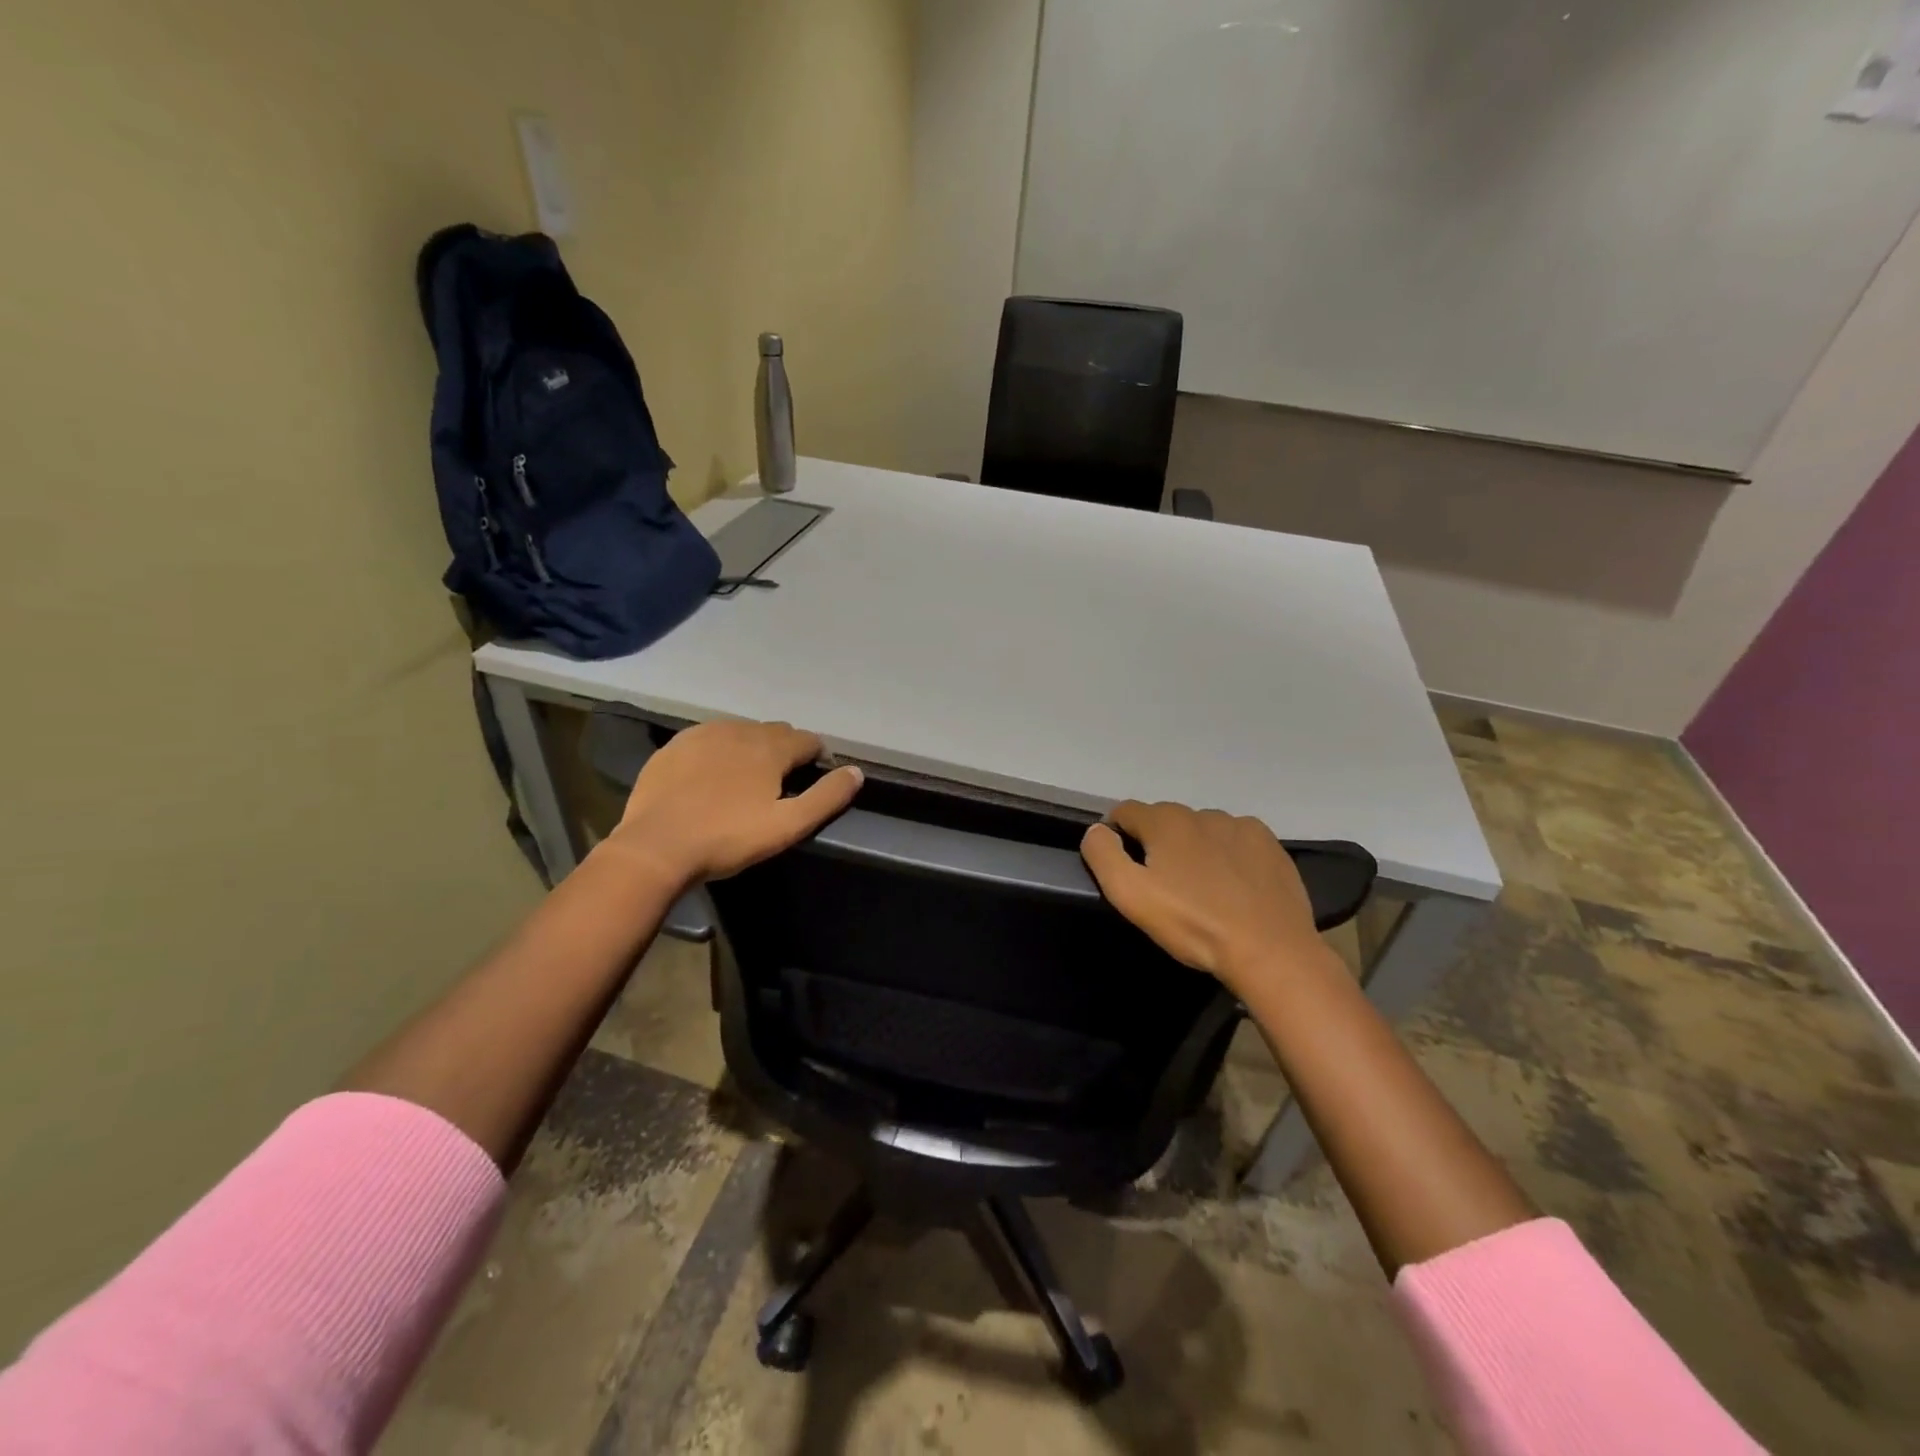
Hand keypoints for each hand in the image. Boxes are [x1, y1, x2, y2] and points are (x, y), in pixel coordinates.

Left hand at [605, 720, 862, 884]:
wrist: (656, 846)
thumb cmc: (728, 838)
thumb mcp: (788, 826)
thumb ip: (827, 797)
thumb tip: (856, 772)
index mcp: (771, 748)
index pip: (808, 740)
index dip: (817, 757)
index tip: (813, 778)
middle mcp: (741, 730)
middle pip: (776, 732)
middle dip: (785, 751)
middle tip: (780, 783)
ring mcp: (704, 734)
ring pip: (742, 732)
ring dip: (752, 748)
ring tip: (747, 779)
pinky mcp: (675, 745)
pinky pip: (709, 738)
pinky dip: (720, 750)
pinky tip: (712, 775)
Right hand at [1080, 801, 1324, 992]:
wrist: (1270, 951)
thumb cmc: (1193, 923)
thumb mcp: (1131, 895)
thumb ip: (1103, 855)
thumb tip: (1096, 830)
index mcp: (1165, 820)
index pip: (1125, 812)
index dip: (1117, 836)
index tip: (1125, 869)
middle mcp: (1201, 812)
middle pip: (1164, 821)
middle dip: (1157, 845)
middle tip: (1164, 887)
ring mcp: (1240, 825)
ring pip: (1201, 830)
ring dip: (1193, 849)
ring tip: (1201, 889)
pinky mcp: (1269, 844)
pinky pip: (1235, 841)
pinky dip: (1227, 855)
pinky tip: (1234, 886)